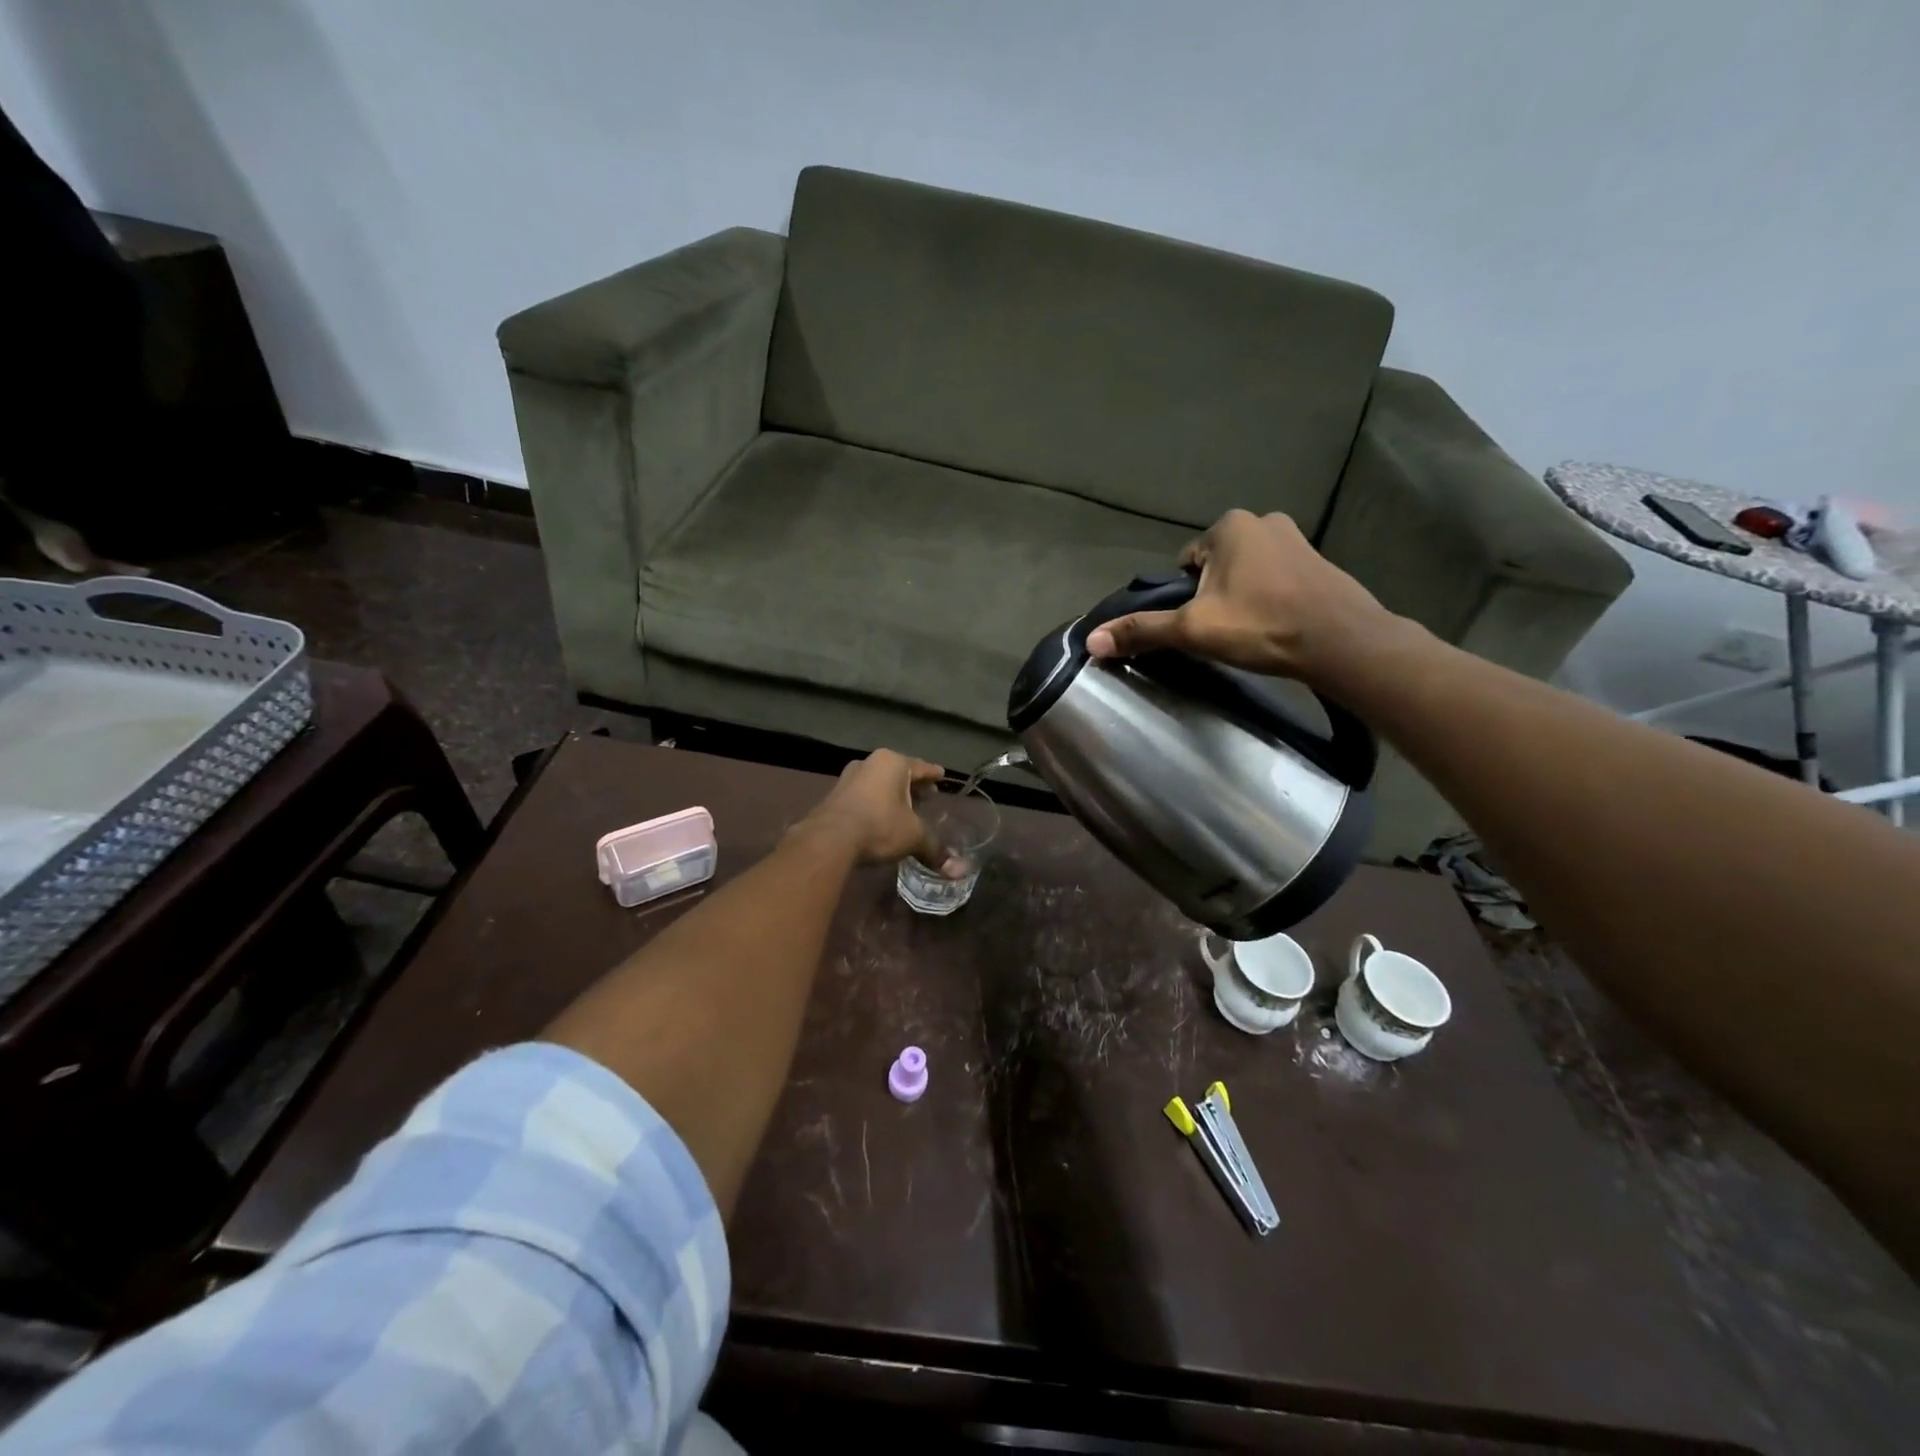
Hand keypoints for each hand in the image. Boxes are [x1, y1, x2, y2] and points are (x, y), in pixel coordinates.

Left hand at [802, 749, 952, 868]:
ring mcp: (848, 778)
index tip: (941, 775)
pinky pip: (863, 795)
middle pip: (898, 773)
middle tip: (927, 795)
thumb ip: (935, 849)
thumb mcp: (913, 836)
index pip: (920, 767)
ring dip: (892, 794)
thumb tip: (960, 871)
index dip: (933, 774)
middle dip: (913, 785)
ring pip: (878, 783)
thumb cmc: (879, 826)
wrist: (829, 840)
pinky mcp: (834, 795)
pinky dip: (875, 802)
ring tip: (904, 808)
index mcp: (893, 763)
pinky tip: (879, 817)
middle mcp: (869, 763)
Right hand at [1085, 509, 1402, 687]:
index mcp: (1229, 526)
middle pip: (1215, 566)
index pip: (1186, 563)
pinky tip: (1275, 627)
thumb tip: (1091, 641)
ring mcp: (1297, 538)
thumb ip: (1143, 631)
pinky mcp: (1320, 562)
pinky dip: (1270, 599)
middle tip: (1223, 631)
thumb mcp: (1193, 630)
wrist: (1342, 642)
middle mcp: (1263, 520)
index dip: (1185, 597)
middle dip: (1214, 595)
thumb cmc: (1261, 626)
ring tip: (1251, 632)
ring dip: (1242, 597)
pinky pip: (1277, 579)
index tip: (1199, 624)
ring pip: (1247, 573)